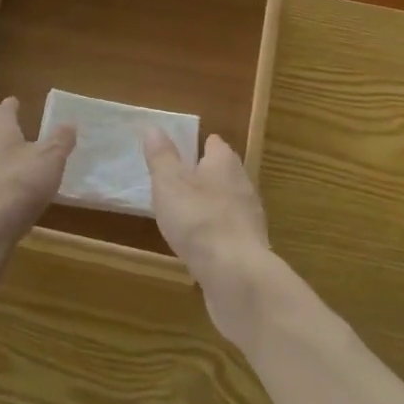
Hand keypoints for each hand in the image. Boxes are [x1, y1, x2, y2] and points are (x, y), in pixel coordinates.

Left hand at [0, 98, 75, 259]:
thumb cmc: (16, 186)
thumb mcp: (49, 160)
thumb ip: (60, 141)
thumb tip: (68, 123)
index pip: (4, 110)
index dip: (12, 106)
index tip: (16, 102)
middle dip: (5, 133)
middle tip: (22, 133)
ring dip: (1, 162)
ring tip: (20, 168)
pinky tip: (10, 200)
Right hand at [143, 130, 273, 340]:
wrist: (236, 276)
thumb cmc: (199, 219)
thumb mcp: (169, 183)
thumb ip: (161, 156)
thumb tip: (153, 128)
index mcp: (224, 162)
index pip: (213, 143)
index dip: (196, 145)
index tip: (176, 151)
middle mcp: (242, 184)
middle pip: (221, 172)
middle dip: (202, 176)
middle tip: (175, 183)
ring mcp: (249, 218)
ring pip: (226, 203)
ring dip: (208, 207)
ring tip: (183, 215)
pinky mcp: (249, 248)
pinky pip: (228, 232)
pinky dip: (214, 235)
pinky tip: (198, 246)